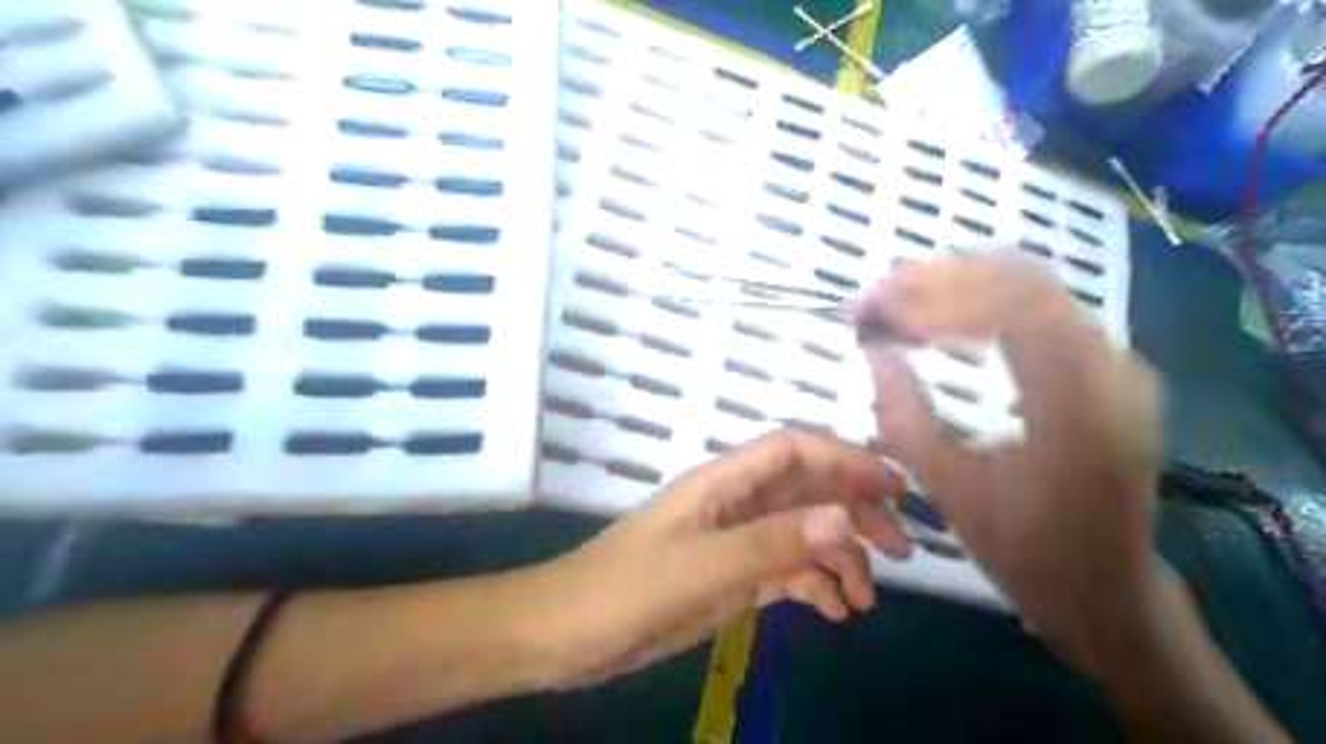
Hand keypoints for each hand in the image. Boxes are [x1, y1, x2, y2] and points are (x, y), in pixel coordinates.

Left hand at [518, 429, 911, 685]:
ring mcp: (733, 541)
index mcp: (722, 485)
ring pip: (801, 533)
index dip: (845, 458)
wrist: (566, 635)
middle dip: (855, 511)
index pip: (794, 451)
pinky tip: (835, 613)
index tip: (895, 487)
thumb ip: (770, 542)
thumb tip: (843, 517)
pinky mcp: (729, 576)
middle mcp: (733, 504)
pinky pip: (785, 570)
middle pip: (807, 490)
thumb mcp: (701, 569)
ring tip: (866, 600)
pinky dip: (814, 586)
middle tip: (901, 549)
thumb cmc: (624, 591)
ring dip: (839, 557)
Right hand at [855, 257, 1163, 673]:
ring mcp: (1113, 363)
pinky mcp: (1103, 370)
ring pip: (1030, 287)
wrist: (1105, 589)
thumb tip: (872, 351)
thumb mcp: (950, 488)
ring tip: (897, 301)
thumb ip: (904, 414)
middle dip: (938, 280)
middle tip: (875, 297)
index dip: (932, 295)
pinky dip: (981, 305)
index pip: (1008, 303)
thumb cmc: (1026, 550)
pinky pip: (1038, 312)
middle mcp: (1110, 366)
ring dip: (957, 286)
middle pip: (1021, 279)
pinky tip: (941, 321)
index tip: (872, 309)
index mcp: (1078, 402)